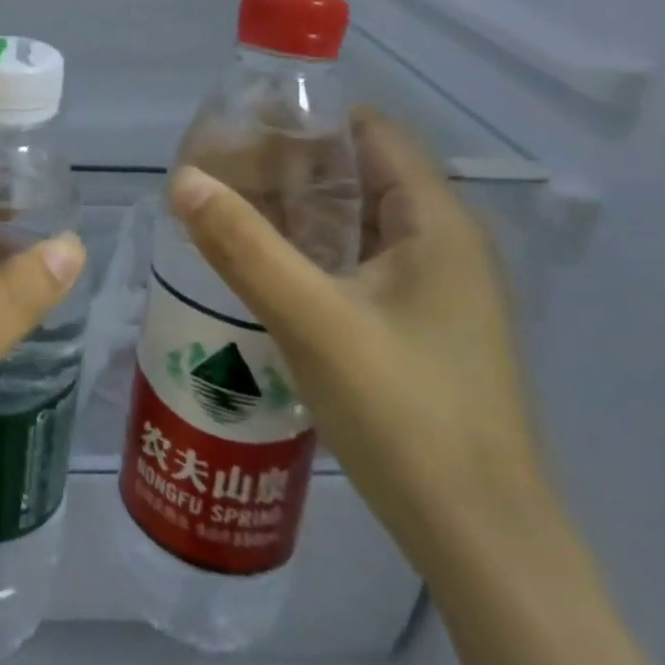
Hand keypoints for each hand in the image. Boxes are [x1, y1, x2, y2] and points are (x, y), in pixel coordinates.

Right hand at [166, 108, 552, 574]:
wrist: (482, 544)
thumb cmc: (406, 415)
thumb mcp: (312, 320)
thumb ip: (242, 245)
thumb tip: (181, 178)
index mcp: (436, 222)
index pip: (370, 130)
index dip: (306, 119)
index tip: (239, 129)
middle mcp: (444, 243)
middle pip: (359, 173)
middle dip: (287, 166)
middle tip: (216, 174)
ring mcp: (437, 289)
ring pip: (356, 221)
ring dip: (294, 211)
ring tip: (226, 213)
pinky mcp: (422, 327)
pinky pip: (359, 263)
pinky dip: (311, 251)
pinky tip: (264, 269)